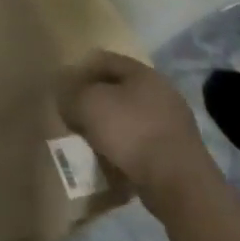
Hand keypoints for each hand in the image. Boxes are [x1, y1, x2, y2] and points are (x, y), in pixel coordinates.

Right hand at [58, 52, 219, 214]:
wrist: (176, 180)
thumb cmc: (129, 131)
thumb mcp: (87, 104)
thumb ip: (71, 94)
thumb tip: (67, 98)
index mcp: (143, 73)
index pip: (105, 60)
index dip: (81, 69)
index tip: (63, 87)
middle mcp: (162, 92)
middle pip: (119, 88)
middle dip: (95, 99)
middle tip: (74, 113)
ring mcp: (173, 122)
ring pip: (130, 116)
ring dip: (109, 124)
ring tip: (89, 138)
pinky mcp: (176, 150)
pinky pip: (141, 140)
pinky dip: (124, 145)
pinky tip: (110, 157)